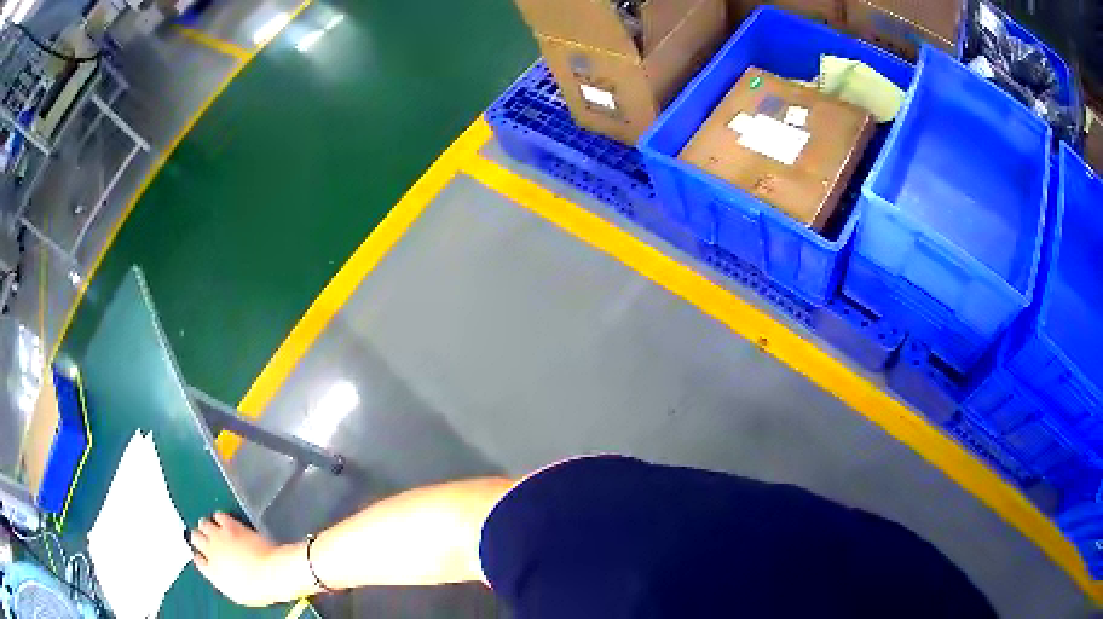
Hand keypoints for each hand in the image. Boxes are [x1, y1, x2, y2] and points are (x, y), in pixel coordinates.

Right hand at [190, 512, 288, 606]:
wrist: (271, 574)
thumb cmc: (260, 589)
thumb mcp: (238, 594)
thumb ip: (223, 582)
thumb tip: (221, 577)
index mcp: (212, 573)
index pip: (198, 561)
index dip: (201, 557)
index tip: (203, 556)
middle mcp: (211, 552)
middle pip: (195, 538)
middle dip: (199, 537)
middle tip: (204, 537)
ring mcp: (219, 537)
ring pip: (203, 524)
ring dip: (207, 525)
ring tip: (212, 528)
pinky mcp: (230, 525)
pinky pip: (218, 515)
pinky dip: (220, 517)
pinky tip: (224, 520)